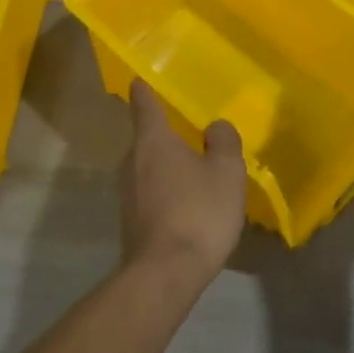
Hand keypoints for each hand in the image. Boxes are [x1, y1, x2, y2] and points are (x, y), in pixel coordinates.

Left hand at [119, 80, 248, 284]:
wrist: (165, 273)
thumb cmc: (199, 211)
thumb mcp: (226, 172)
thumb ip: (224, 142)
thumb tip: (215, 128)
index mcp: (153, 140)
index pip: (144, 103)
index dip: (145, 89)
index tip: (143, 80)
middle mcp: (131, 161)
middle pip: (147, 138)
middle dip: (167, 136)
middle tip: (193, 136)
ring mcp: (126, 193)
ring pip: (148, 168)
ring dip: (169, 168)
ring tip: (197, 174)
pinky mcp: (130, 221)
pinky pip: (150, 194)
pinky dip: (167, 193)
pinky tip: (189, 207)